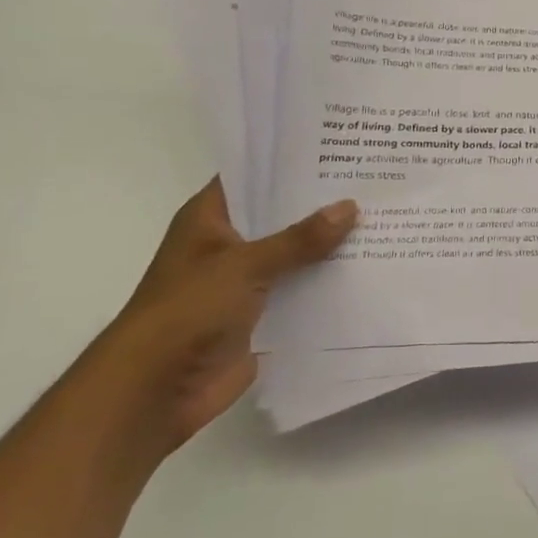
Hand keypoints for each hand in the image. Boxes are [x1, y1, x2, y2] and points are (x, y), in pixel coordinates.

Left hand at [88, 180, 357, 451]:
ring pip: (296, 253)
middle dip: (322, 203)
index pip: (253, 176)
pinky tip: (370, 267)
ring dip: (331, 244)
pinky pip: (303, 290)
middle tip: (373, 180)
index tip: (337, 145)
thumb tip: (350, 206)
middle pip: (281, 214)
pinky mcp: (263, 314)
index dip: (289, 161)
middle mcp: (228, 244)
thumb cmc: (187, 312)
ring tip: (383, 217)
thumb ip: (300, 238)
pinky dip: (330, 282)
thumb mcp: (245, 265)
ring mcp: (246, 281)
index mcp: (209, 220)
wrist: (155, 391)